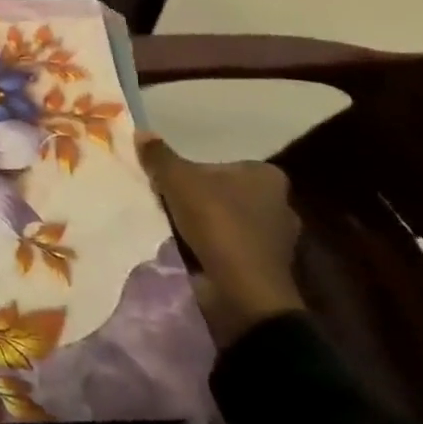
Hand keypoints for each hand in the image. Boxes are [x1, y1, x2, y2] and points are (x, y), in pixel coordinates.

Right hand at [137, 135, 305, 346]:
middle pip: (225, 191)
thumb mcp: (177, 180)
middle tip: (168, 200)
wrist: (242, 291)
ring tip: (172, 225)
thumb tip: (141, 132)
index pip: (224, 163)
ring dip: (205, 223)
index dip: (194, 170)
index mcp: (267, 177)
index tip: (171, 180)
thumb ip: (159, 156)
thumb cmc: (217, 223)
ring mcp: (277, 239)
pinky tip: (188, 247)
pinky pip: (231, 246)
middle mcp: (280, 204)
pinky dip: (212, 246)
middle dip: (199, 196)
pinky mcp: (267, 266)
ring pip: (228, 220)